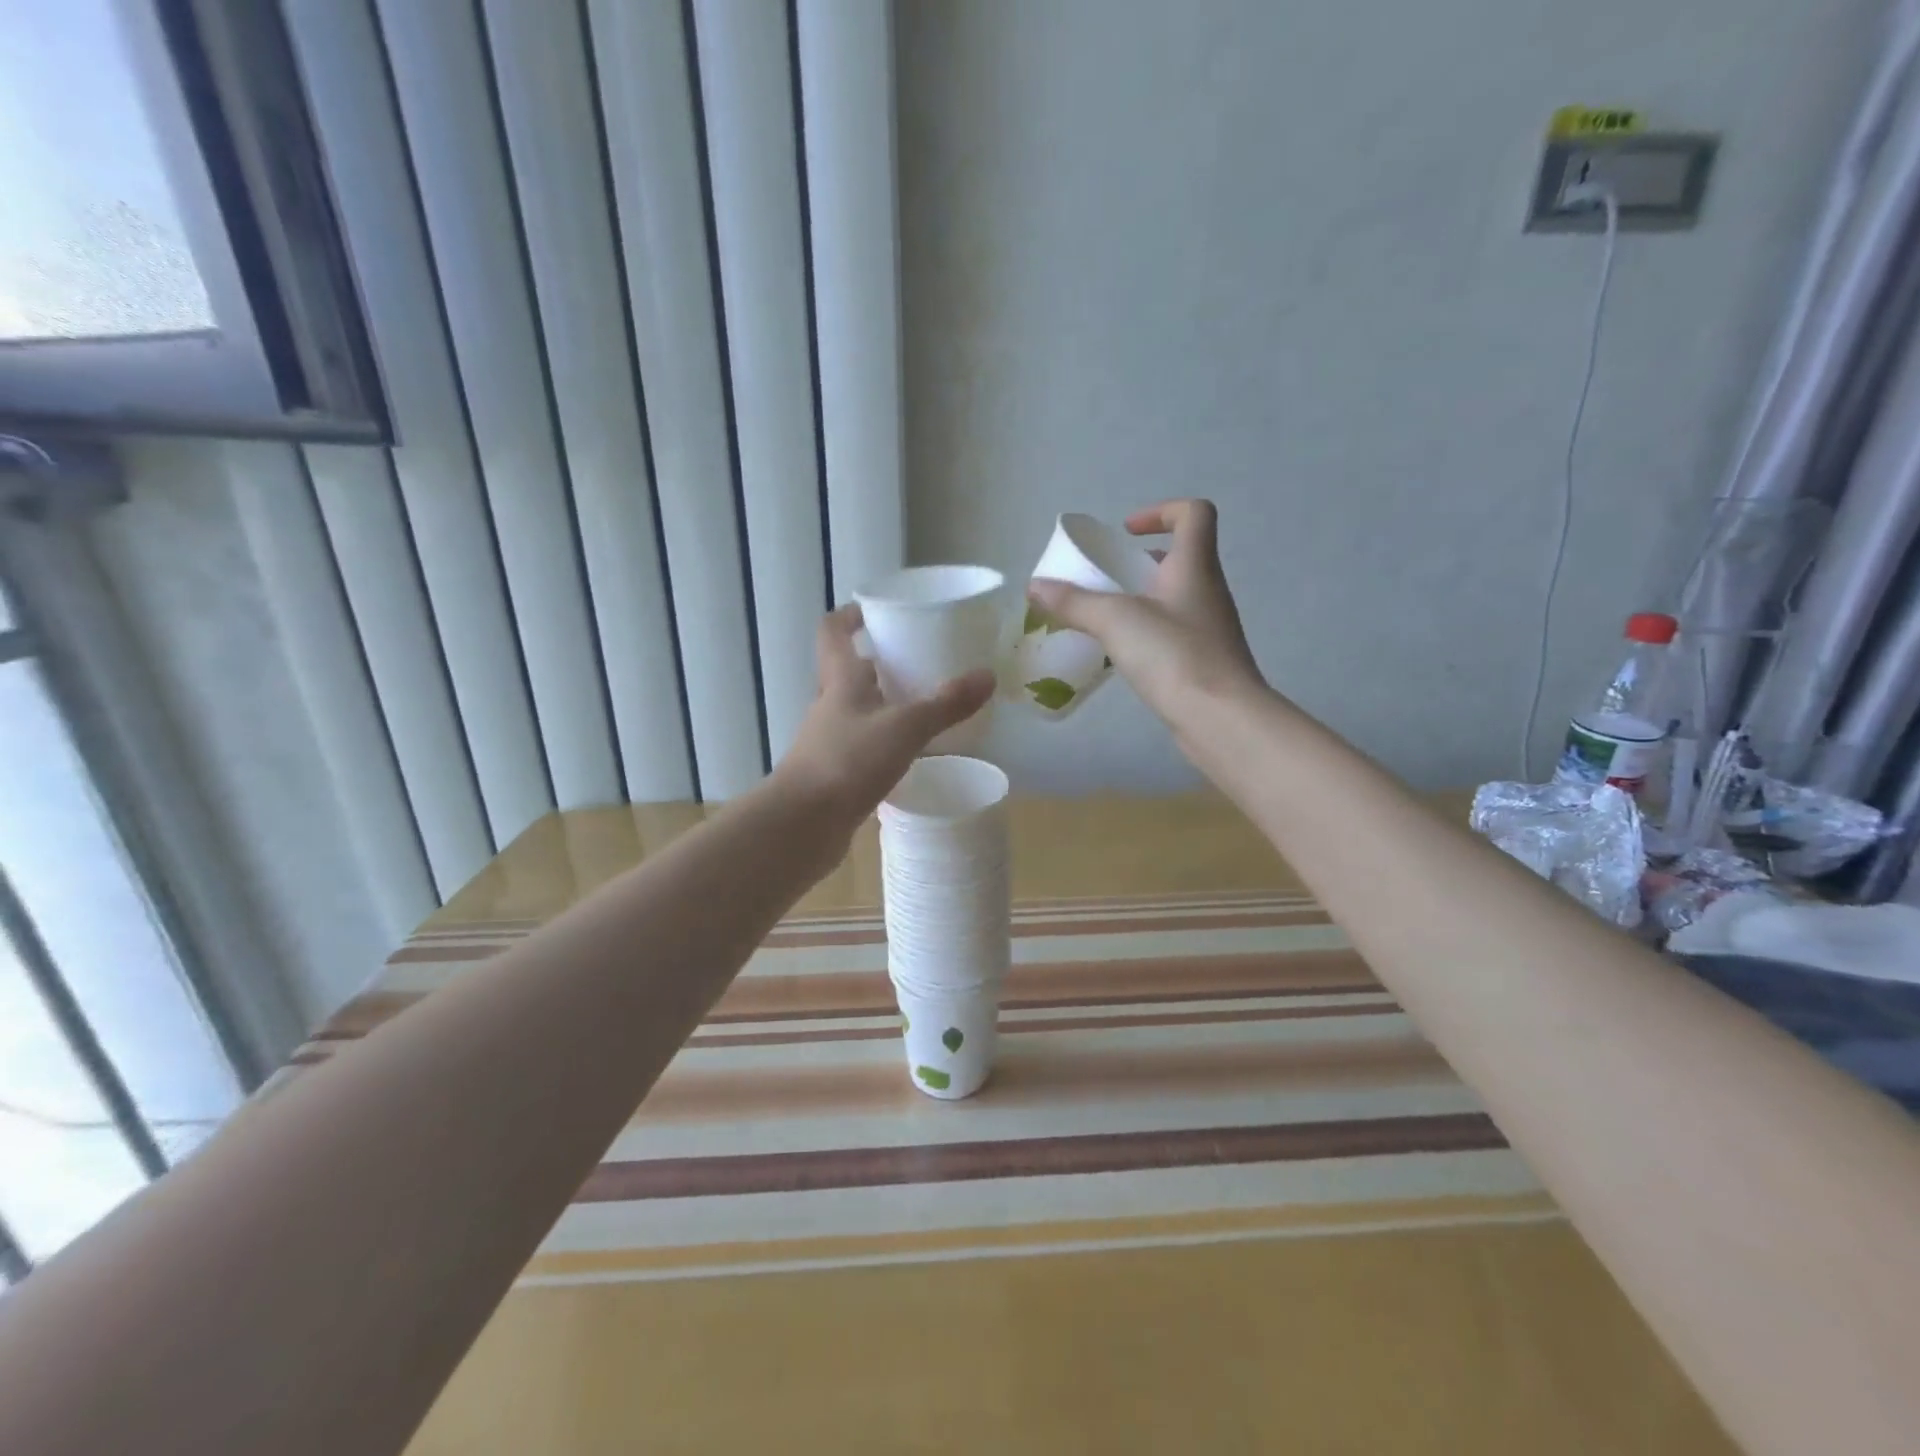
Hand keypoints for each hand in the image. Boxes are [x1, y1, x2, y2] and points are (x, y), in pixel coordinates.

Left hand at [775, 604, 995, 830]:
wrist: (802, 824)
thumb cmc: (847, 761)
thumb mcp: (905, 728)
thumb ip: (946, 704)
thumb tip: (987, 675)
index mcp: (840, 681)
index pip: (832, 632)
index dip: (850, 615)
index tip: (876, 612)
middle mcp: (829, 705)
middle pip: (849, 671)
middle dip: (880, 663)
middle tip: (920, 662)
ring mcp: (828, 741)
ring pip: (858, 711)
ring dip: (884, 705)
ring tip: (924, 707)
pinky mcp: (834, 774)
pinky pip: (862, 747)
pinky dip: (884, 743)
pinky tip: (911, 755)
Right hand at [1029, 499, 1262, 725]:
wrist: (1220, 718)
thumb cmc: (1173, 655)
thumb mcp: (1115, 620)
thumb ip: (1074, 602)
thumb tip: (1035, 586)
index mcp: (1194, 567)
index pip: (1193, 514)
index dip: (1160, 511)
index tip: (1125, 532)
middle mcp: (1207, 591)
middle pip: (1181, 557)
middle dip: (1140, 562)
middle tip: (1106, 579)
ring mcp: (1209, 629)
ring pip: (1175, 598)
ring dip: (1142, 599)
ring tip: (1105, 619)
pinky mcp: (1204, 662)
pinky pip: (1172, 633)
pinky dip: (1147, 633)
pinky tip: (1121, 654)